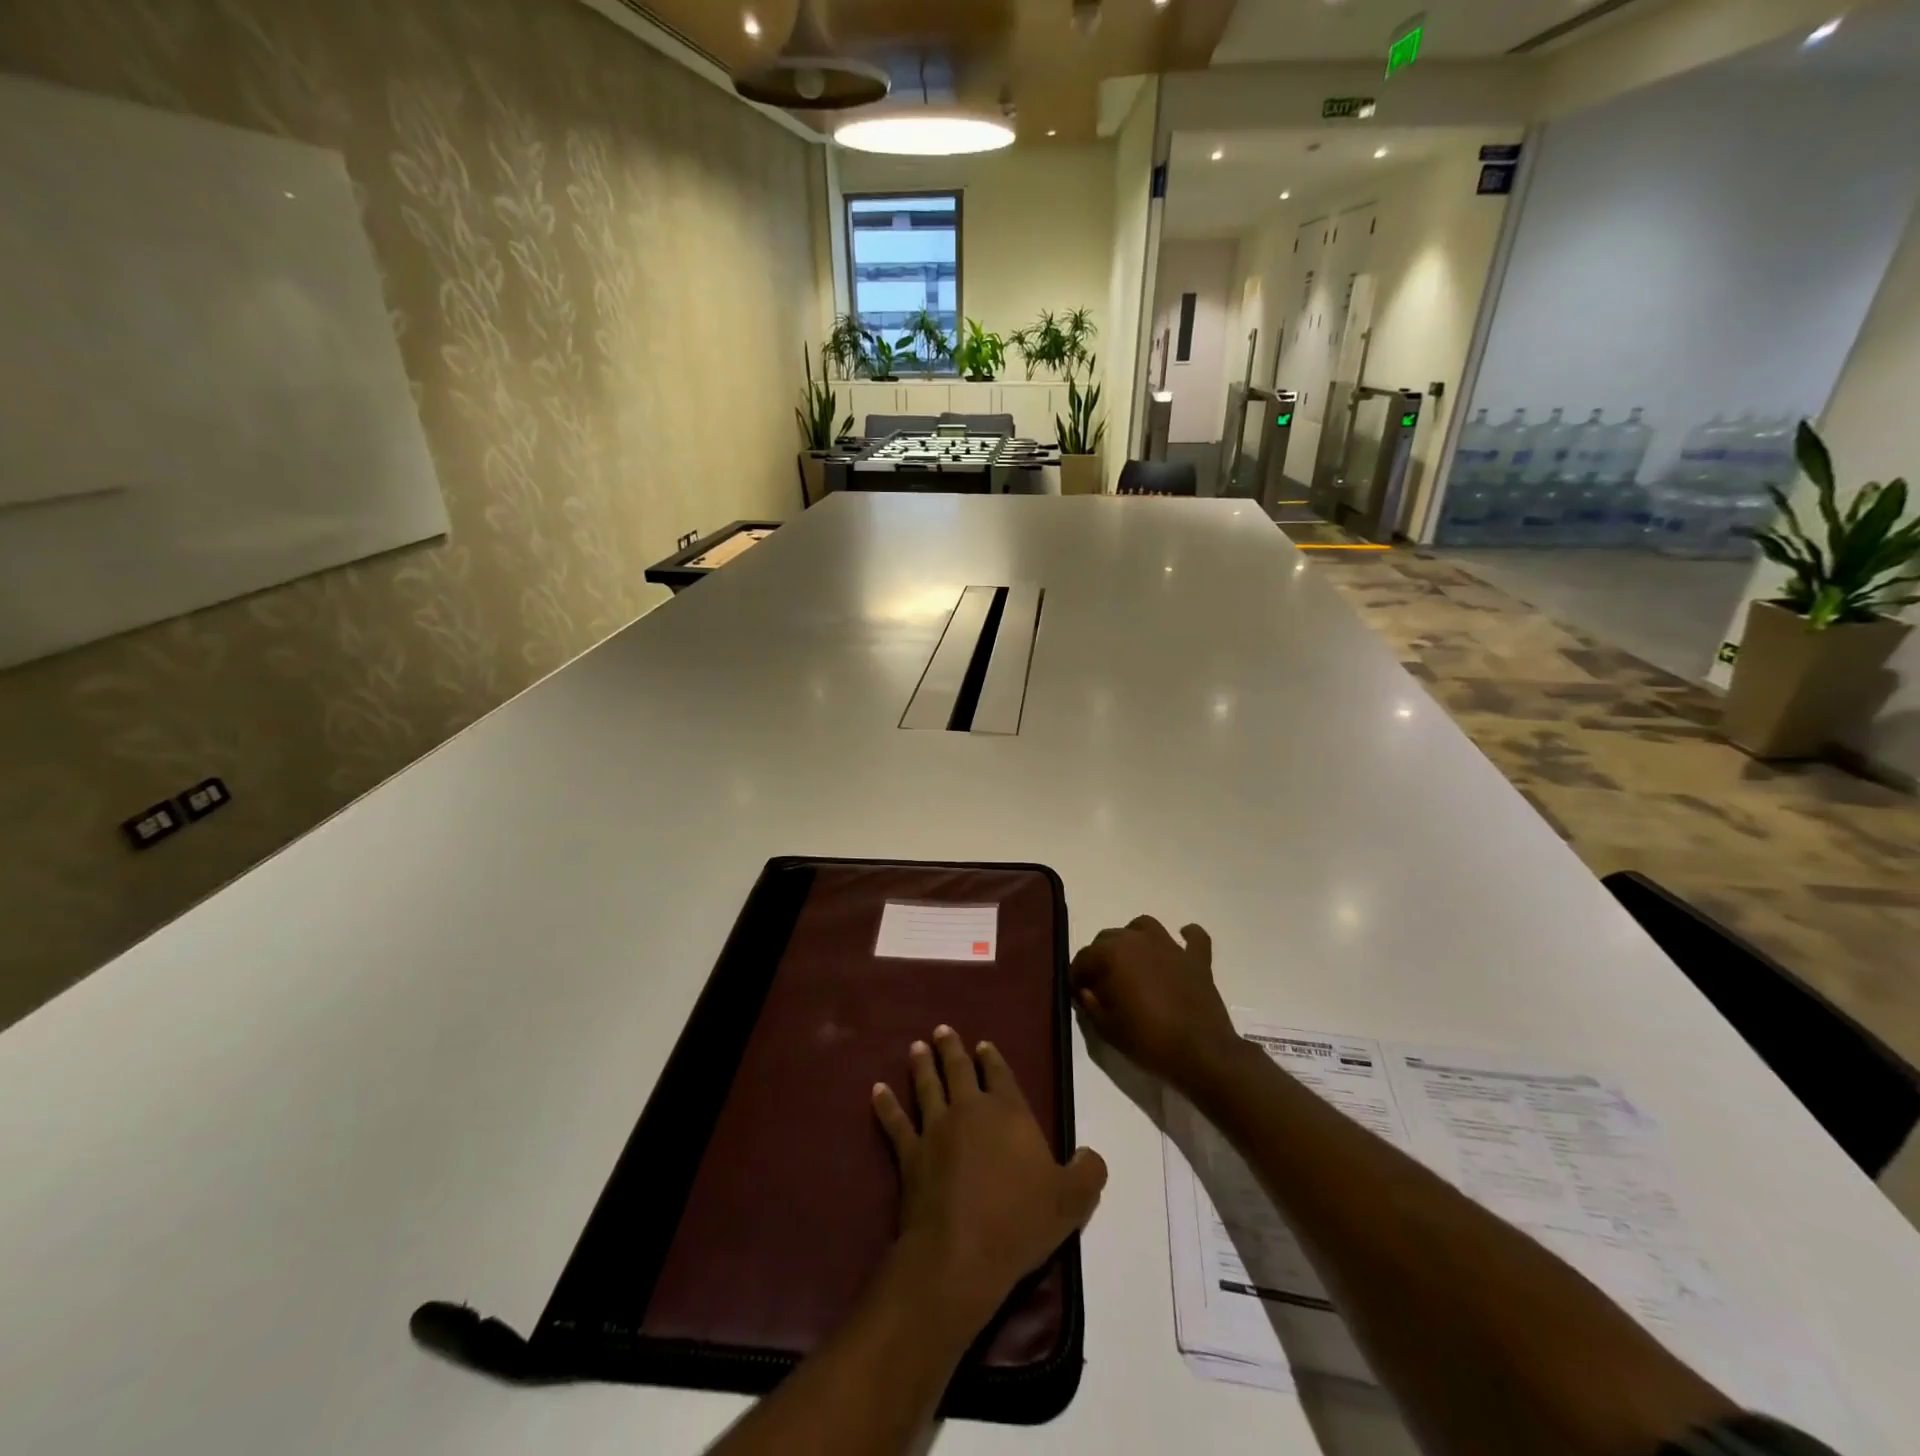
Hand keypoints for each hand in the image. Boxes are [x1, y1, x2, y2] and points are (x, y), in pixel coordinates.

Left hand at [872, 1026, 1106, 1338]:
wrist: (961, 1253)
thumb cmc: (1019, 1221)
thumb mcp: (1071, 1201)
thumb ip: (1087, 1172)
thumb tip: (1091, 1154)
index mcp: (1008, 1112)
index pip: (1000, 1074)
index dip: (992, 1058)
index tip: (983, 1044)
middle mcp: (970, 1109)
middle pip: (958, 1069)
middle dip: (950, 1048)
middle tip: (941, 1030)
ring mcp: (935, 1129)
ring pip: (926, 1086)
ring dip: (921, 1065)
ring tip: (915, 1047)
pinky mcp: (909, 1153)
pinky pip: (895, 1122)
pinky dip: (885, 1105)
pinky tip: (876, 1090)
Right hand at [1069, 916, 1241, 1091]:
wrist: (1201, 1053)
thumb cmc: (1148, 1040)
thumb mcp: (1107, 1028)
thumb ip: (1090, 1004)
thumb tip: (1086, 990)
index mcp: (1113, 954)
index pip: (1084, 957)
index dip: (1077, 975)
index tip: (1077, 992)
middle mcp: (1139, 940)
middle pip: (1109, 938)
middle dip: (1100, 957)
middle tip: (1101, 983)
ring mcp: (1171, 946)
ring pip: (1143, 927)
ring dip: (1133, 938)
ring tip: (1132, 960)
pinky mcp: (1196, 959)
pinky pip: (1194, 938)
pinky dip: (1187, 937)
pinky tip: (1181, 942)